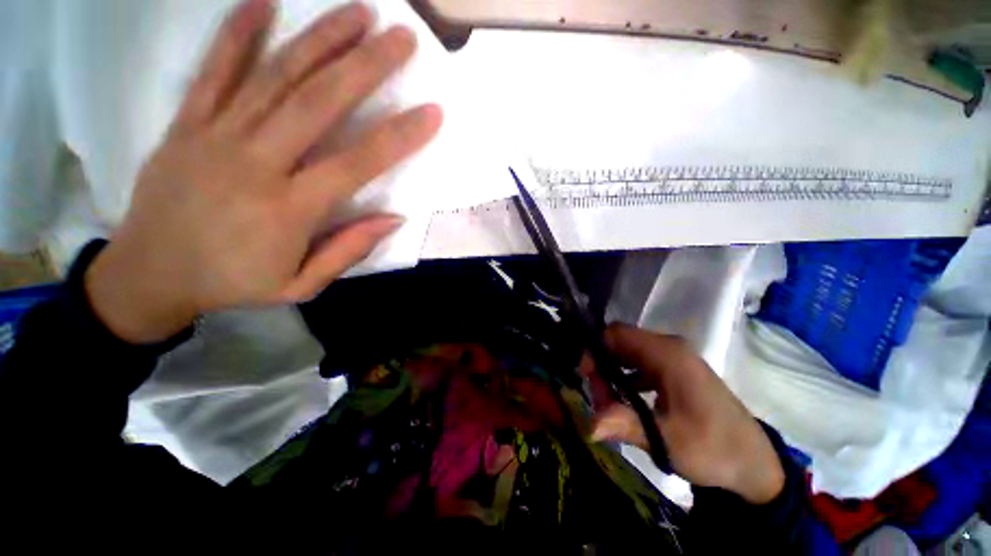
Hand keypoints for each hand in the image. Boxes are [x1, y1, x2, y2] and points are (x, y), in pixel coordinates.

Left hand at [85, 0, 442, 343]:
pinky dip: (238, 33)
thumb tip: (394, 219)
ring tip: (359, 12)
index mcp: (289, 209)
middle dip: (365, 66)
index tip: (432, 112)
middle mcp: (255, 163)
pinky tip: (264, 3)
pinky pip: (213, 71)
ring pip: (274, 77)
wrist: (150, 276)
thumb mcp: (301, 285)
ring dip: (320, 40)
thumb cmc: (233, 283)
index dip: (398, 137)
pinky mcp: (185, 124)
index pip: (356, 164)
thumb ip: (348, 250)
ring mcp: (215, 136)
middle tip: (401, 38)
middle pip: (317, 103)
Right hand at [591, 324, 784, 504]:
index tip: (586, 376)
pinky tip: (626, 401)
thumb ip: (625, 424)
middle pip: (620, 342)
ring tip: (609, 402)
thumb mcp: (667, 440)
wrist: (755, 463)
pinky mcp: (676, 369)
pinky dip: (625, 377)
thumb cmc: (714, 449)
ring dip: (612, 372)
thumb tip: (588, 425)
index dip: (594, 349)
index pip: (616, 333)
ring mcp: (673, 357)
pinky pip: (640, 363)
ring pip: (628, 352)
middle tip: (599, 397)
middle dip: (601, 365)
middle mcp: (669, 348)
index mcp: (667, 354)